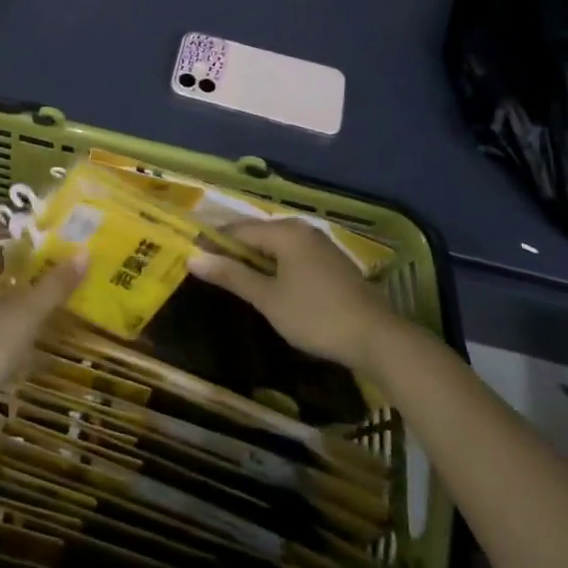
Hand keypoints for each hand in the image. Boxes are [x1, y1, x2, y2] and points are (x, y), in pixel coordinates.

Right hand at [190, 219, 399, 371]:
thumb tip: (193, 258)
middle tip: (208, 268)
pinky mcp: (331, 262)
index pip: (238, 230)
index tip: (191, 255)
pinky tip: (267, 283)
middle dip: (233, 249)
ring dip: (254, 259)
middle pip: (257, 234)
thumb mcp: (268, 299)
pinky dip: (274, 264)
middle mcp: (302, 230)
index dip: (213, 242)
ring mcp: (320, 245)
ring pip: (276, 245)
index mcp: (285, 232)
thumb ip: (232, 276)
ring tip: (233, 277)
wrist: (377, 338)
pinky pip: (292, 255)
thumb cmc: (315, 316)